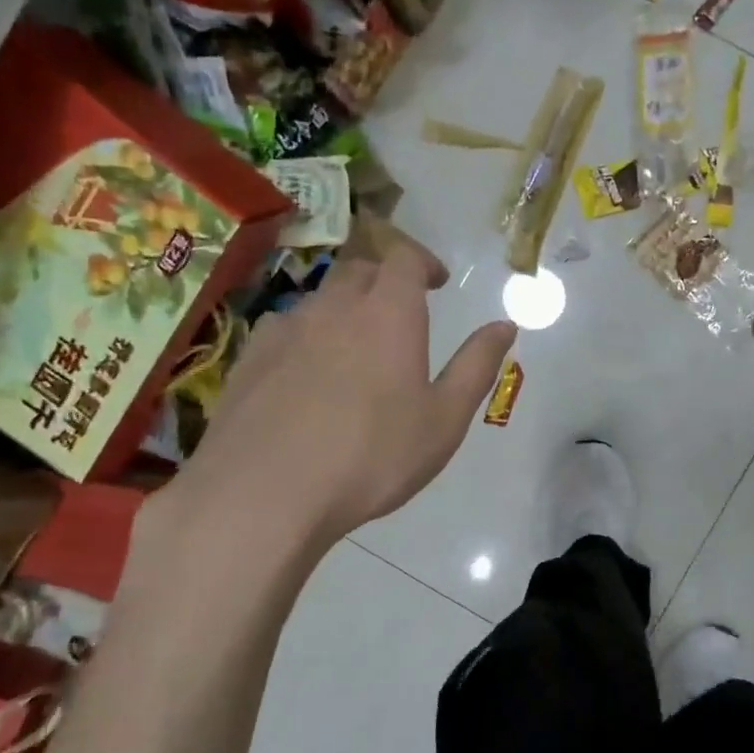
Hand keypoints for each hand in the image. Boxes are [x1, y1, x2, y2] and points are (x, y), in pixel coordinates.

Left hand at [162, 239, 515, 548]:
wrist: (264, 494)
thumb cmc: (371, 457)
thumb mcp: (444, 420)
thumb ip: (476, 366)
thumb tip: (505, 326)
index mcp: (388, 314)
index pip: (404, 258)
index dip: (422, 261)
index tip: (436, 281)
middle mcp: (334, 307)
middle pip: (360, 270)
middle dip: (384, 281)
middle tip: (401, 313)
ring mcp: (285, 330)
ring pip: (320, 301)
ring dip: (344, 311)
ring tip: (355, 351)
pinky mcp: (248, 358)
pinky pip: (285, 331)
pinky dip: (306, 339)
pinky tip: (307, 378)